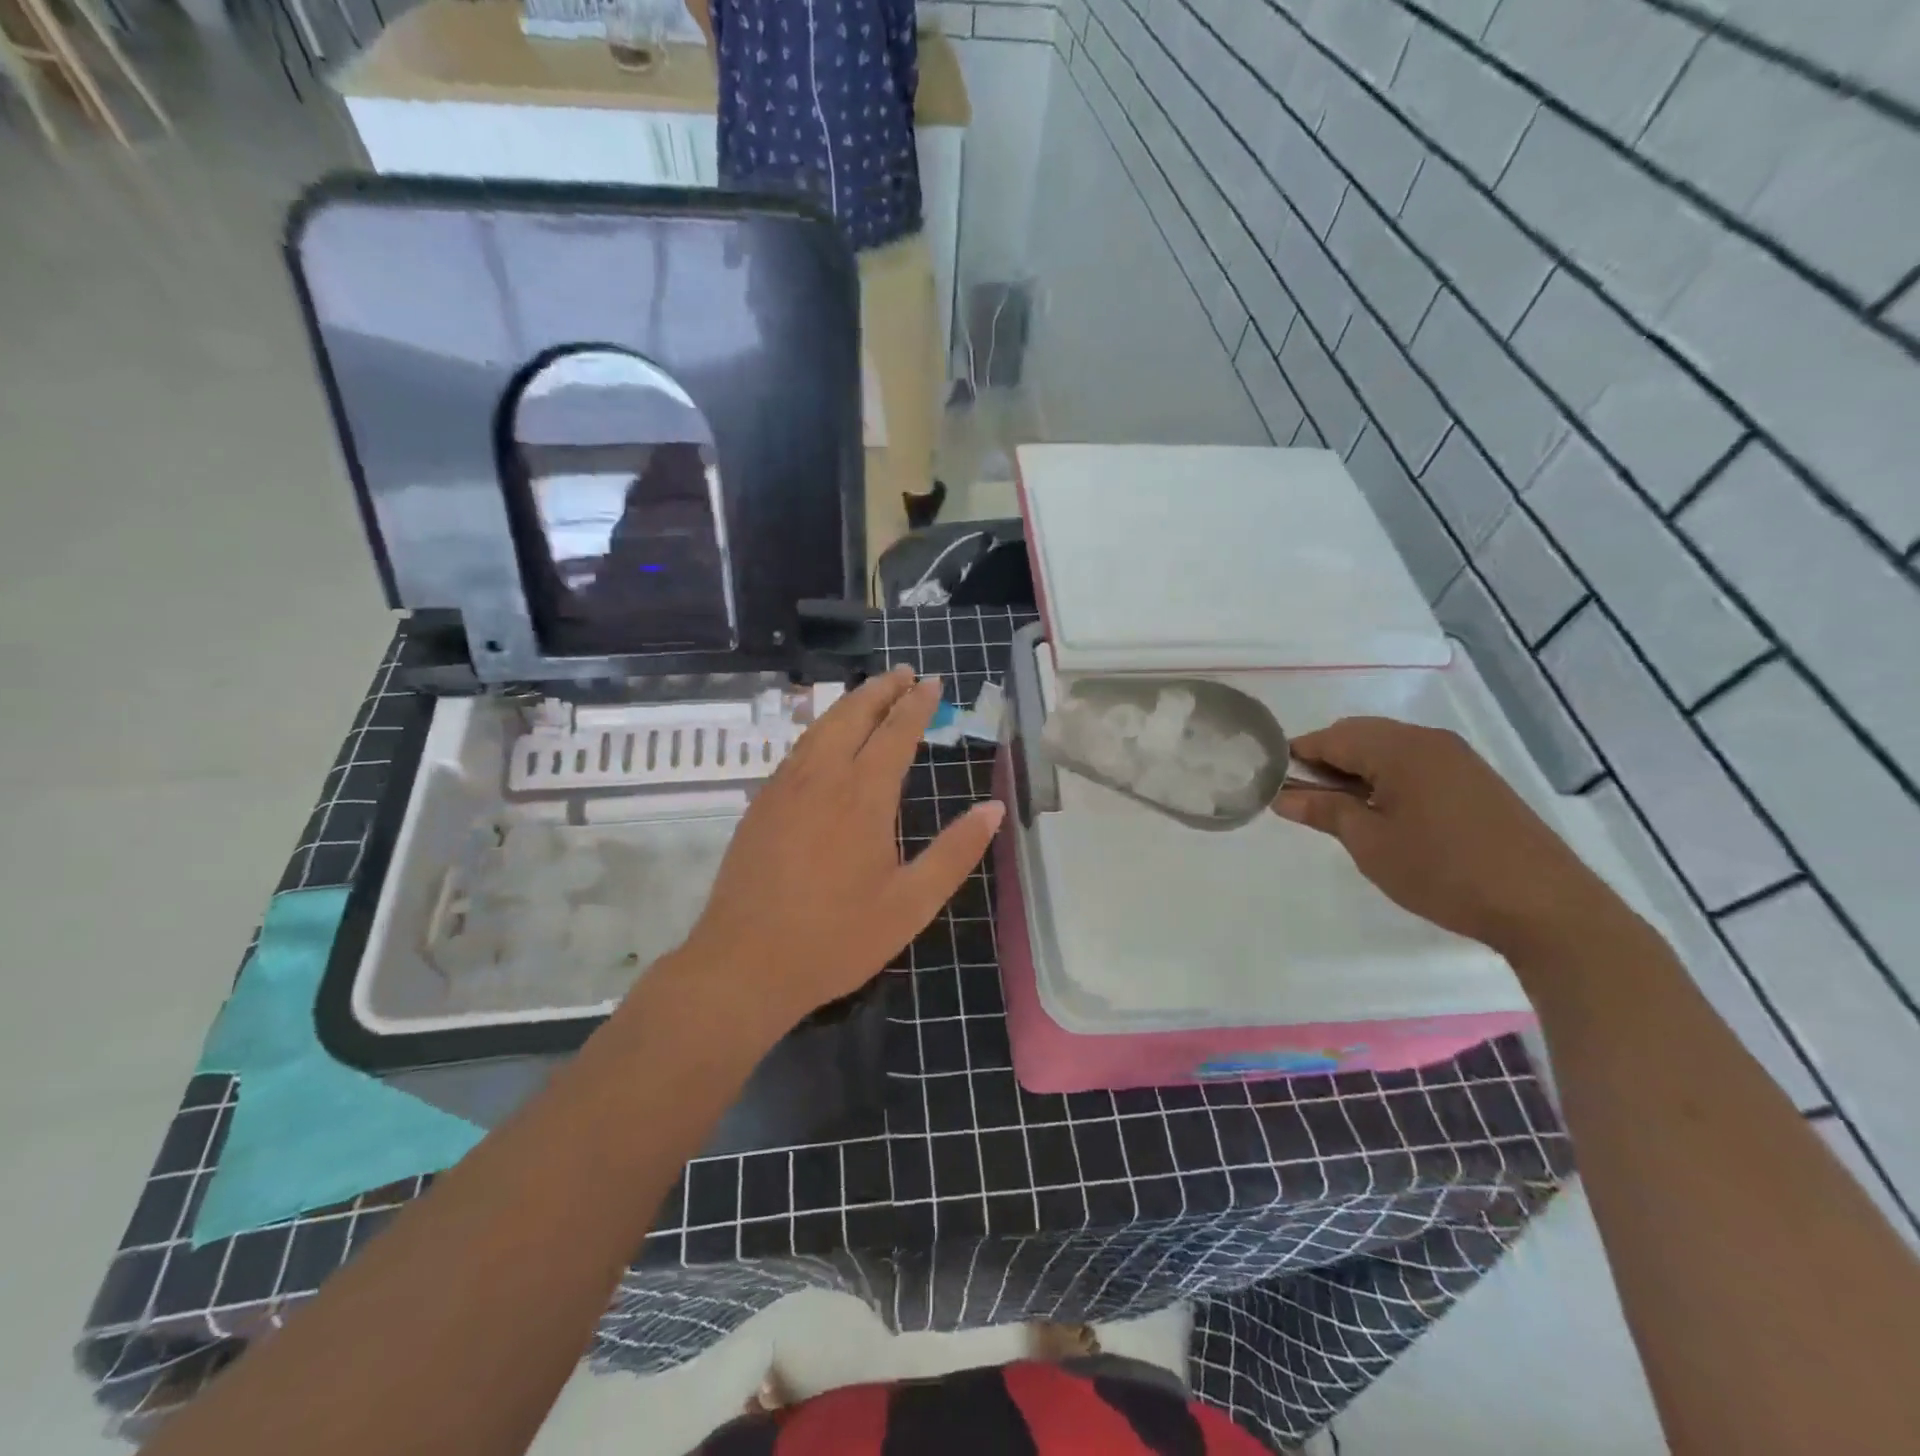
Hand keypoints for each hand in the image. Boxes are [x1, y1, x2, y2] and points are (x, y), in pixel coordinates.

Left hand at [679, 666, 1004, 1031]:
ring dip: (850, 704)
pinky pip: (798, 750)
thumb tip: (994, 808)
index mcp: (863, 796)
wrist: (744, 964)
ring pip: (820, 727)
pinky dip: (822, 730)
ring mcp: (784, 787)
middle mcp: (822, 778)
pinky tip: (827, 741)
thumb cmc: (837, 938)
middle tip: (904, 673)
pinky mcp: (761, 804)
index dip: (917, 705)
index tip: (932, 683)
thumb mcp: (911, 904)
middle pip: (853, 715)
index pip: (896, 733)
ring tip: (872, 693)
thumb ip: (956, 852)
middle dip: (882, 689)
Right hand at [1273, 717, 1619, 958]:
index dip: (1296, 756)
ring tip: (1341, 810)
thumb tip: (1283, 797)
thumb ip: (1325, 812)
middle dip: (1326, 761)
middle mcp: (1429, 741)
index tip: (1271, 781)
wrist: (1545, 906)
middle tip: (1304, 800)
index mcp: (1399, 748)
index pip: (1331, 737)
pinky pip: (1416, 764)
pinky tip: (1384, 813)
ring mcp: (1458, 759)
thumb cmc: (1444, 871)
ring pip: (1389, 749)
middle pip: (1360, 735)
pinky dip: (1388, 778)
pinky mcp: (1476, 781)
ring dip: (1357, 770)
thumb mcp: (1371, 844)